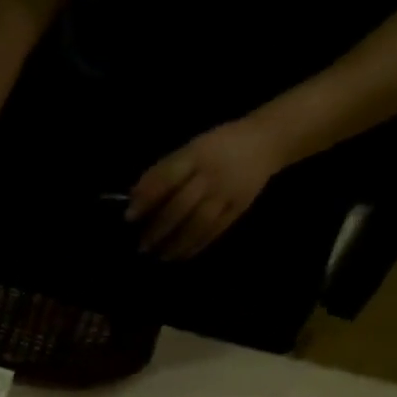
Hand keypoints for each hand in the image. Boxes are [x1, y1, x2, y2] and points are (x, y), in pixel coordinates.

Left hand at [125, 118, 287, 259]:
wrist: (267, 140)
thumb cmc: (217, 147)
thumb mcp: (191, 149)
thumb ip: (164, 172)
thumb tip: (133, 198)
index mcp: (198, 154)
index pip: (169, 177)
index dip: (147, 197)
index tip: (129, 217)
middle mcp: (213, 173)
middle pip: (182, 205)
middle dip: (159, 229)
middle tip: (142, 246)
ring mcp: (228, 191)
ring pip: (199, 223)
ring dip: (176, 243)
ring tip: (160, 256)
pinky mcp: (240, 206)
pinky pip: (216, 230)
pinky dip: (196, 245)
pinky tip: (181, 255)